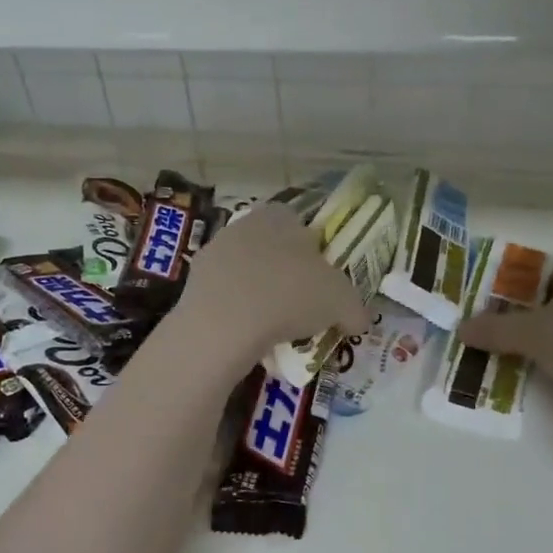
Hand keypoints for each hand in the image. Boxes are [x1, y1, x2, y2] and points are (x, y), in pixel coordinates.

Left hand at [173, 203, 370, 362]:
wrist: (224, 322)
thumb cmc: (289, 295)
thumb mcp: (340, 302)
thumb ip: (355, 308)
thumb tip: (359, 320)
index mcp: (281, 216)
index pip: (303, 225)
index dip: (316, 254)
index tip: (323, 285)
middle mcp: (244, 225)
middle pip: (273, 249)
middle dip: (286, 275)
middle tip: (301, 309)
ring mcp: (214, 252)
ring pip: (247, 273)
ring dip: (259, 295)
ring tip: (274, 329)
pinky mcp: (193, 282)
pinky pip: (224, 297)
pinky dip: (236, 313)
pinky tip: (246, 336)